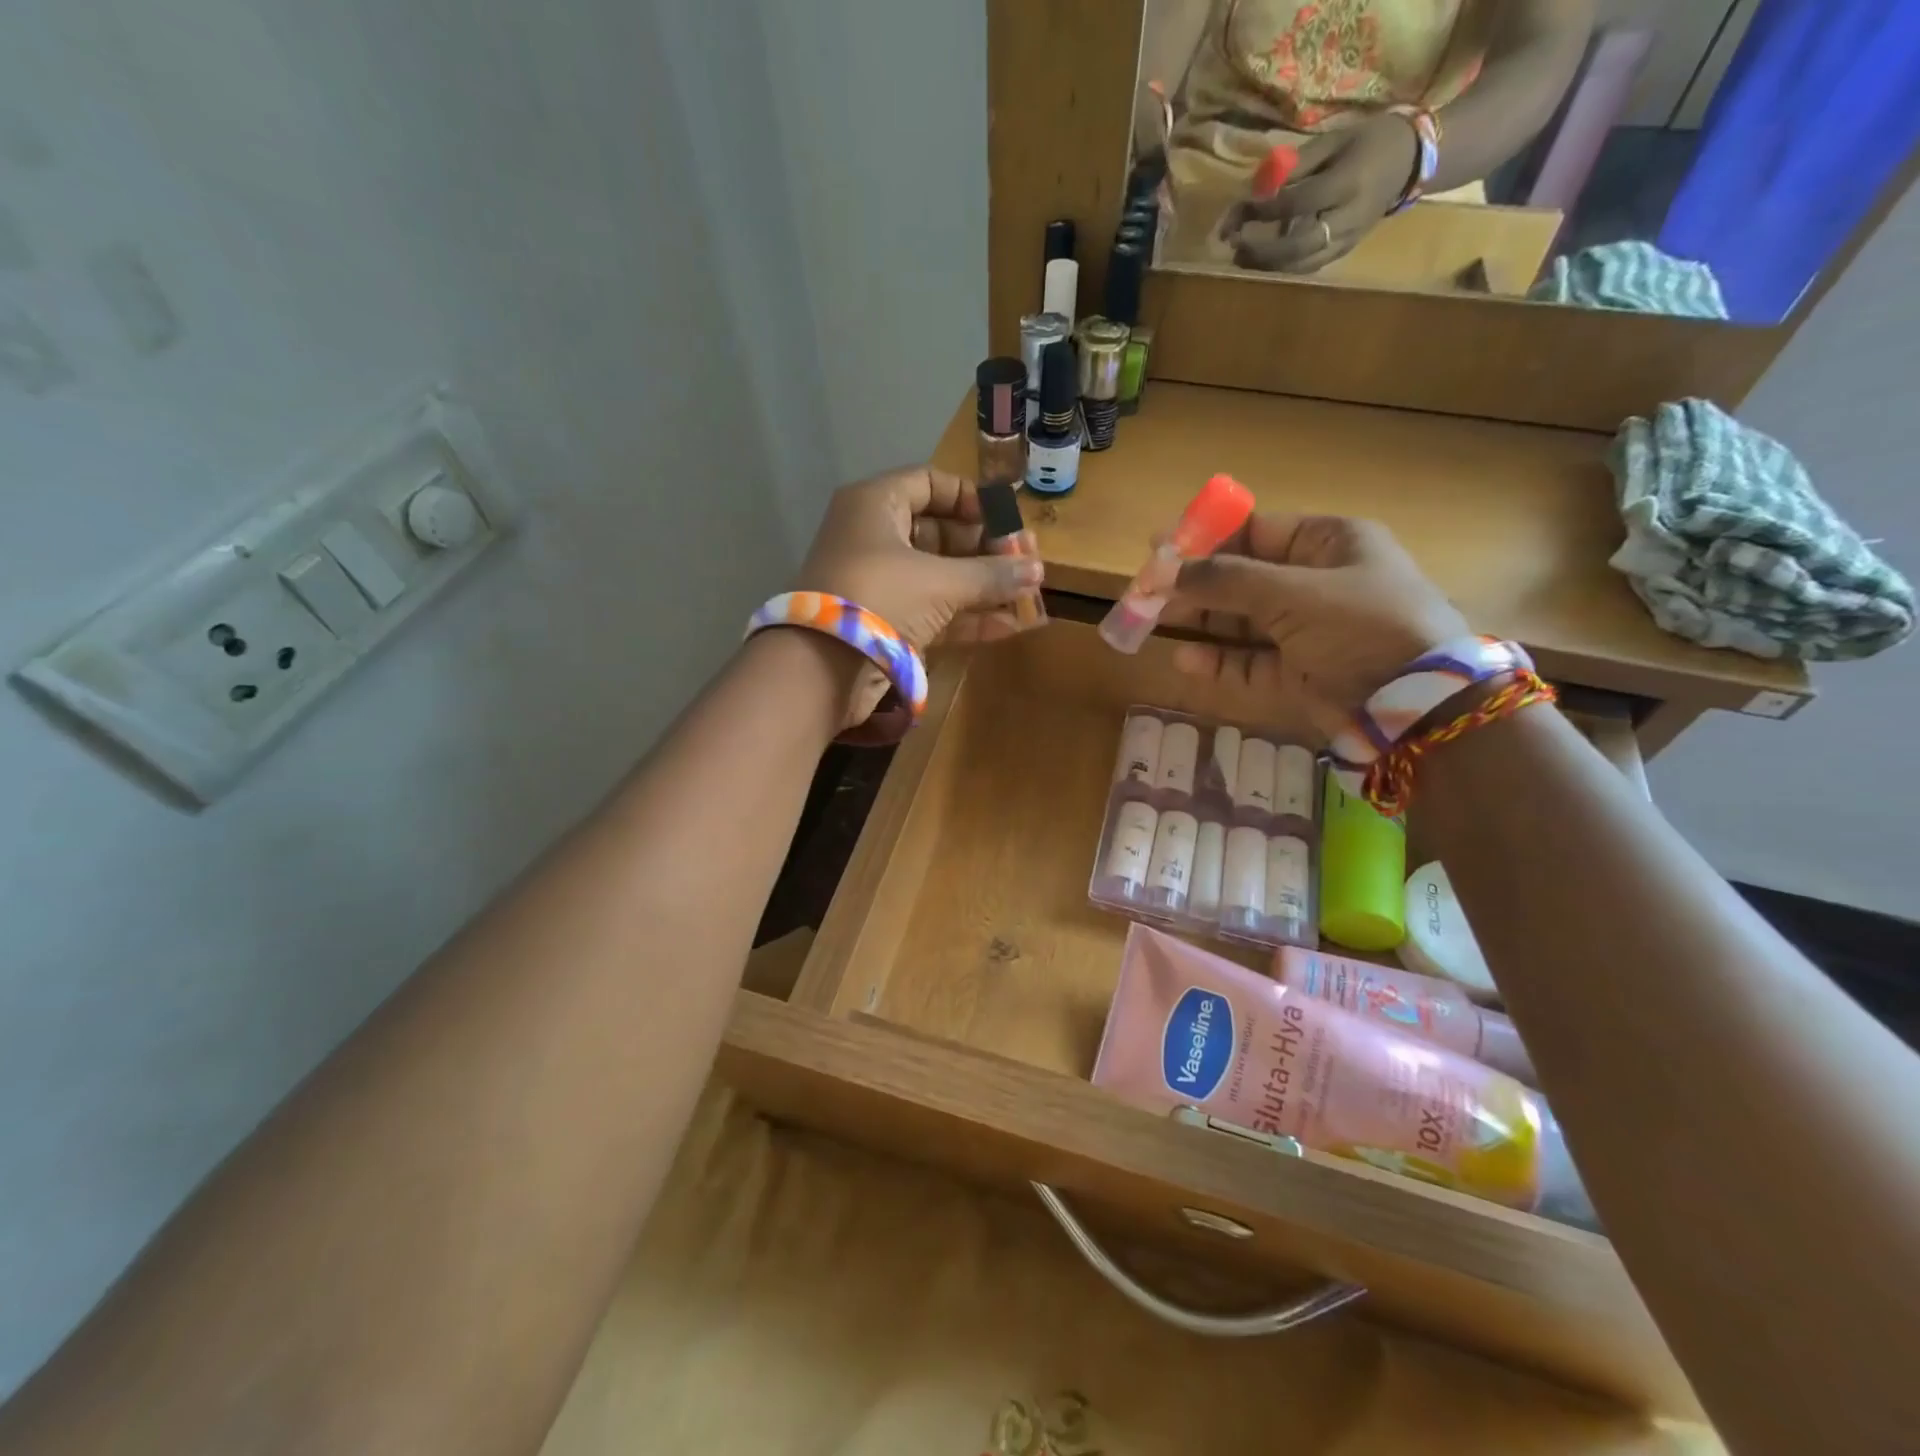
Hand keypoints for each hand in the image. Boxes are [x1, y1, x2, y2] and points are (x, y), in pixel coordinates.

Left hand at [793, 466, 1045, 730]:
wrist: (821, 668)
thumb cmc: (879, 597)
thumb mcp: (940, 581)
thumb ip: (991, 575)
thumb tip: (1037, 570)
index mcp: (875, 505)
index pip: (928, 483)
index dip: (970, 498)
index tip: (1005, 518)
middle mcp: (875, 538)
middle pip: (939, 532)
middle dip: (985, 548)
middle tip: (1025, 561)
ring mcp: (880, 584)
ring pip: (939, 575)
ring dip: (982, 585)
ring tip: (1028, 593)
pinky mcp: (886, 623)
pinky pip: (934, 611)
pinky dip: (969, 617)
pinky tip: (1011, 625)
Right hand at [1166, 514, 1466, 739]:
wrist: (1417, 706)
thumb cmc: (1362, 627)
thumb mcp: (1293, 594)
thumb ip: (1224, 581)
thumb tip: (1162, 569)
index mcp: (1328, 544)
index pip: (1255, 531)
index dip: (1204, 538)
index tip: (1157, 547)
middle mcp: (1316, 583)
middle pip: (1241, 577)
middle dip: (1193, 584)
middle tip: (1144, 592)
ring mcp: (1306, 631)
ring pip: (1240, 620)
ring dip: (1199, 621)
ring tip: (1151, 623)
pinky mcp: (1297, 673)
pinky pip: (1248, 661)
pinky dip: (1217, 660)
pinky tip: (1185, 659)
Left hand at [1216, 115, 1417, 272]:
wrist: (1411, 161)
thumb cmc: (1368, 142)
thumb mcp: (1334, 140)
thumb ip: (1296, 165)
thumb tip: (1256, 188)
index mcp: (1349, 182)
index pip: (1301, 202)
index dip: (1268, 209)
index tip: (1243, 208)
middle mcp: (1348, 217)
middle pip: (1299, 245)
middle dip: (1263, 249)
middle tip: (1235, 245)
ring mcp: (1348, 239)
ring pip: (1302, 263)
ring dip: (1268, 265)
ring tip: (1240, 258)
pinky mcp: (1344, 251)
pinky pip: (1310, 266)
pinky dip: (1283, 266)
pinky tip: (1263, 261)